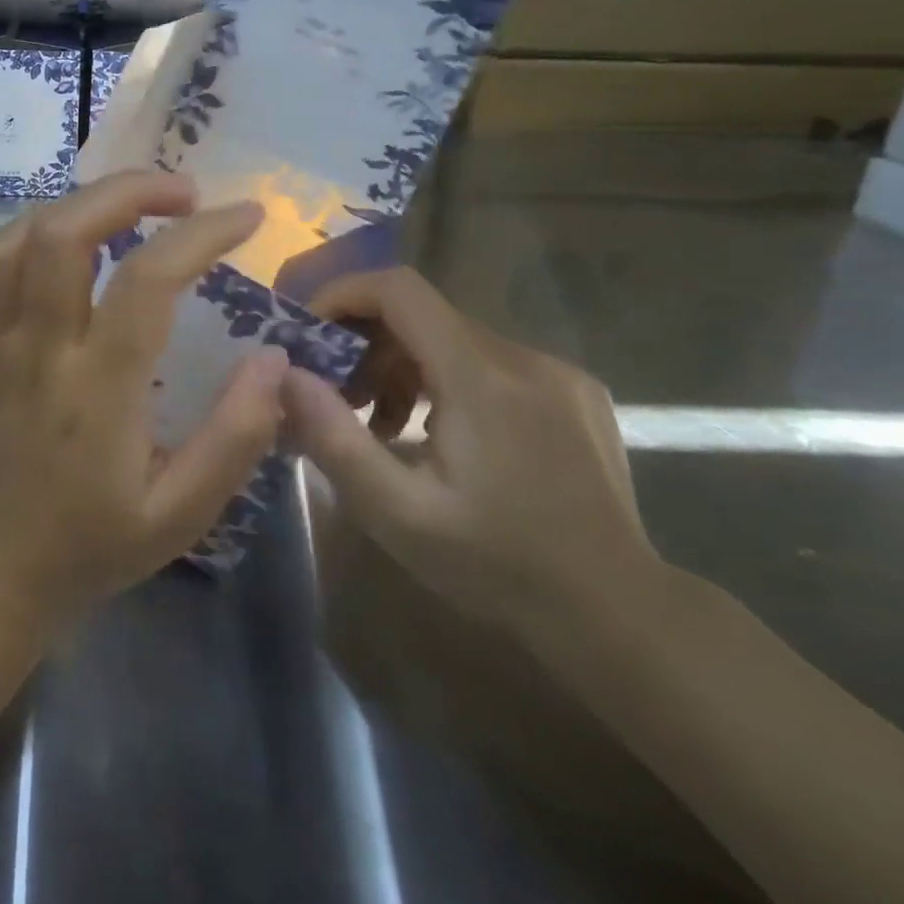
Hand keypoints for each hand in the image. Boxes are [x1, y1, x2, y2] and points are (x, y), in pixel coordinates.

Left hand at [0, 170, 288, 626]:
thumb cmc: (92, 545)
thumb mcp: (181, 514)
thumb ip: (235, 437)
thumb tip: (273, 359)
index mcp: (98, 391)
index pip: (147, 281)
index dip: (201, 234)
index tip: (246, 215)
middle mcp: (40, 351)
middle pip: (65, 233)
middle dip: (129, 190)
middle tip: (184, 192)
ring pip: (21, 237)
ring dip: (80, 203)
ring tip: (131, 207)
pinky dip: (35, 228)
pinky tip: (71, 236)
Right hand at [282, 268, 661, 644]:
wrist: (618, 613)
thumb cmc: (497, 565)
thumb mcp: (396, 513)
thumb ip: (334, 438)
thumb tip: (284, 375)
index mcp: (480, 378)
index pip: (399, 289)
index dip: (343, 294)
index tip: (309, 333)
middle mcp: (522, 358)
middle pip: (421, 314)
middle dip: (365, 343)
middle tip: (336, 396)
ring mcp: (556, 372)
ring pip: (453, 337)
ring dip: (403, 364)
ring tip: (382, 426)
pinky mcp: (574, 391)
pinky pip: (489, 360)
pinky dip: (445, 378)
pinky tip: (440, 434)